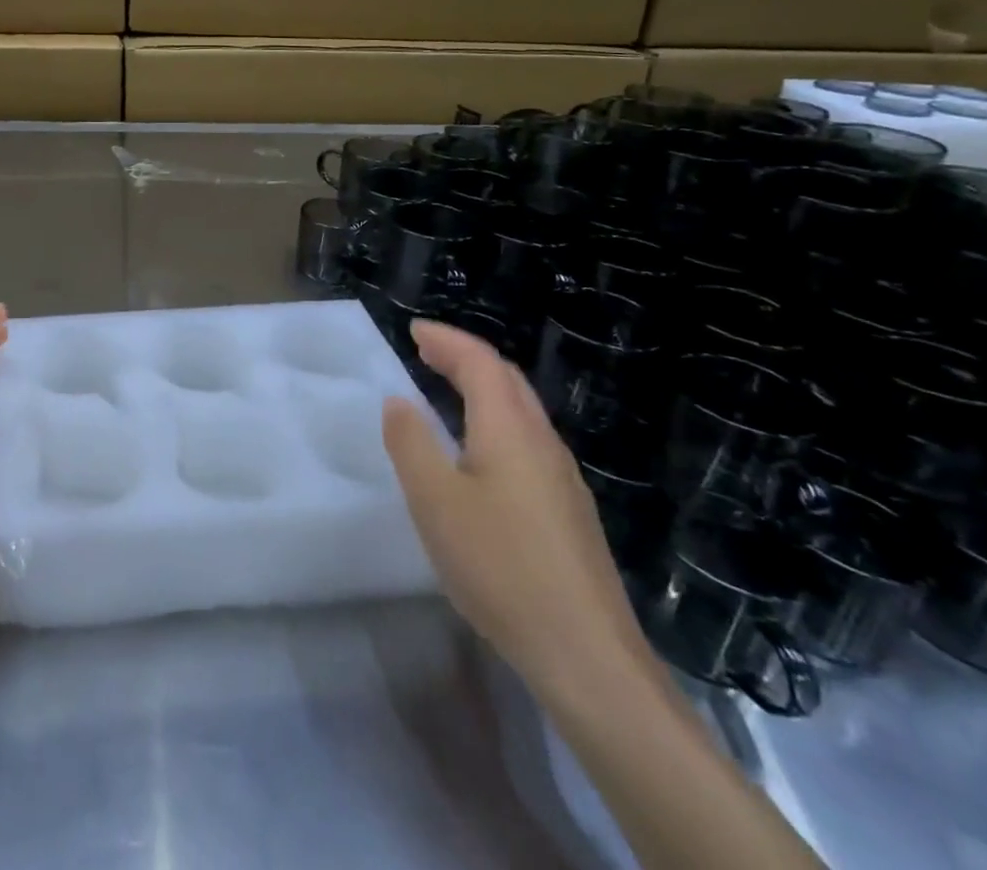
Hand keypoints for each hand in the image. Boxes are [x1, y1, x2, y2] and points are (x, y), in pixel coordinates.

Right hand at [382, 320, 653, 697]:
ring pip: (521, 412)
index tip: (413, 329)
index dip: (446, 339)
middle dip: (465, 357)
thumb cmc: (500, 566)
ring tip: (447, 393)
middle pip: (507, 380)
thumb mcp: (435, 501)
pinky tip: (480, 454)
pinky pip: (528, 442)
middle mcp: (543, 442)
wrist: (586, 656)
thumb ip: (410, 442)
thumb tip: (399, 401)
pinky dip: (496, 421)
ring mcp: (563, 479)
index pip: (480, 361)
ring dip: (483, 389)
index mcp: (510, 429)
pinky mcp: (569, 513)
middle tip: (426, 352)